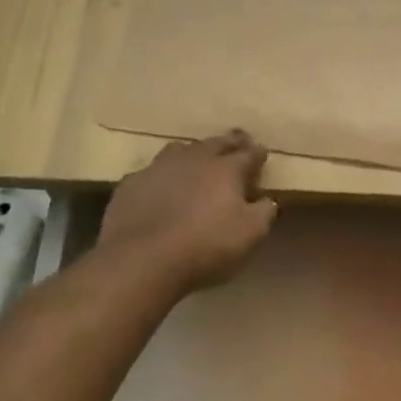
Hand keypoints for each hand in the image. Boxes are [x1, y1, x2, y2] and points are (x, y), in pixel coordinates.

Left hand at [97, 131, 278, 291]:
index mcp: (226, 169)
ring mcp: (159, 167)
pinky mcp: (132, 183)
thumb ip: (263, 212)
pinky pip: (152, 171)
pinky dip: (162, 175)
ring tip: (198, 159)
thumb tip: (267, 199)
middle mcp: (194, 158)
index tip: (262, 154)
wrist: (142, 259)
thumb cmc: (205, 246)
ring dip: (194, 153)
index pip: (248, 154)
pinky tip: (160, 186)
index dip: (257, 153)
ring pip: (181, 149)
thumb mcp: (249, 235)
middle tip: (238, 142)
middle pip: (217, 143)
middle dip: (231, 142)